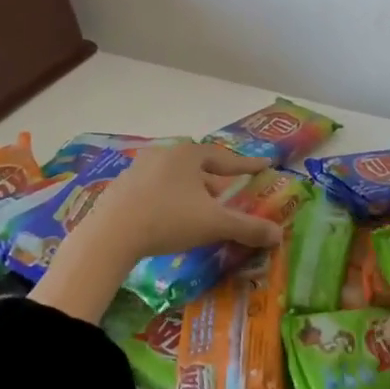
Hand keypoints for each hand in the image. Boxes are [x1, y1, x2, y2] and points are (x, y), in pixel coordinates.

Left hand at [63, 142, 281, 272]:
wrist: (110, 235)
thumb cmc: (168, 219)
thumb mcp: (214, 224)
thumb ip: (247, 228)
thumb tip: (279, 234)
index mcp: (189, 155)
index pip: (227, 158)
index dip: (248, 165)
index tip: (265, 165)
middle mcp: (165, 154)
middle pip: (199, 166)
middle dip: (216, 180)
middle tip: (230, 193)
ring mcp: (139, 169)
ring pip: (176, 177)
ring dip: (191, 191)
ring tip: (201, 209)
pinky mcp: (121, 188)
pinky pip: (155, 189)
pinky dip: (169, 199)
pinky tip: (169, 218)